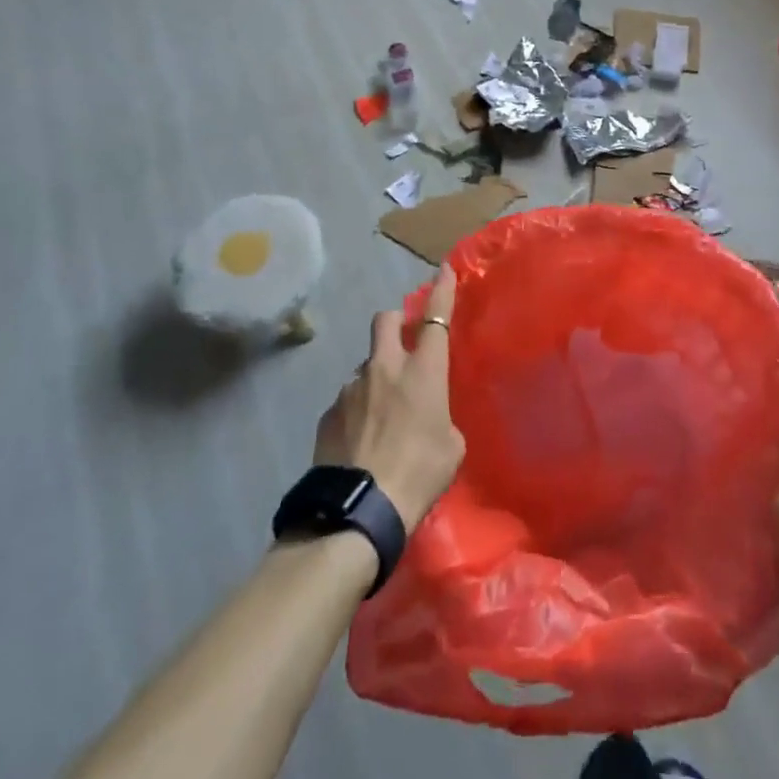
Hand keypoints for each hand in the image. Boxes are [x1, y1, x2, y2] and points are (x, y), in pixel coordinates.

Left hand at [312, 267, 464, 531]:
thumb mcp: (451, 446)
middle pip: (384, 320)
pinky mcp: (327, 414)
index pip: (435, 317)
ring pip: (364, 365)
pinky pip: (347, 400)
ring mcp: (350, 388)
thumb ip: (439, 418)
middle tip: (402, 340)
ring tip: (382, 416)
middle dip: (394, 321)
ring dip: (375, 377)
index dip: (441, 290)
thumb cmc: (419, 473)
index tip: (443, 268)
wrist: (359, 509)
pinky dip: (357, 410)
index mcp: (422, 370)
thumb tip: (424, 416)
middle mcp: (384, 368)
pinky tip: (361, 442)